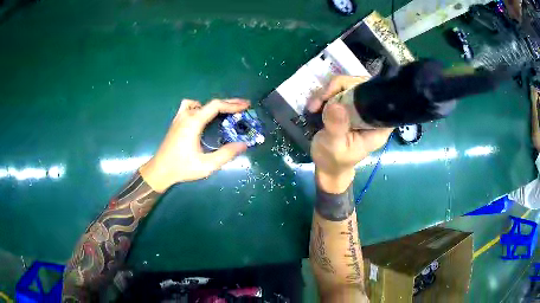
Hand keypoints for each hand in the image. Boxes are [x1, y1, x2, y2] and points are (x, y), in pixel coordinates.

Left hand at [140, 99, 249, 192]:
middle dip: (228, 103)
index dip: (232, 104)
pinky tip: (202, 118)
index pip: (216, 106)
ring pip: (199, 103)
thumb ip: (225, 155)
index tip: (245, 106)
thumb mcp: (206, 165)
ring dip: (212, 106)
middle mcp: (186, 116)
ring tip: (223, 113)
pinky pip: (189, 107)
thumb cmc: (182, 168)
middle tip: (242, 106)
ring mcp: (179, 118)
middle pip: (209, 103)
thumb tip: (243, 145)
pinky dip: (199, 108)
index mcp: (193, 122)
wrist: (160, 170)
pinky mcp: (176, 122)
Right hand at [308, 76, 392, 193]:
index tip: (338, 94)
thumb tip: (336, 105)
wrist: (326, 166)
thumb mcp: (334, 146)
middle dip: (338, 88)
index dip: (360, 88)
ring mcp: (360, 109)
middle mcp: (372, 114)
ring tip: (313, 106)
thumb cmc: (333, 160)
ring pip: (347, 86)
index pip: (378, 97)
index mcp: (378, 126)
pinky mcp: (349, 107)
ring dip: (327, 92)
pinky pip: (338, 91)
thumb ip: (337, 127)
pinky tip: (314, 106)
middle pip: (361, 85)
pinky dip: (324, 95)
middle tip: (321, 101)